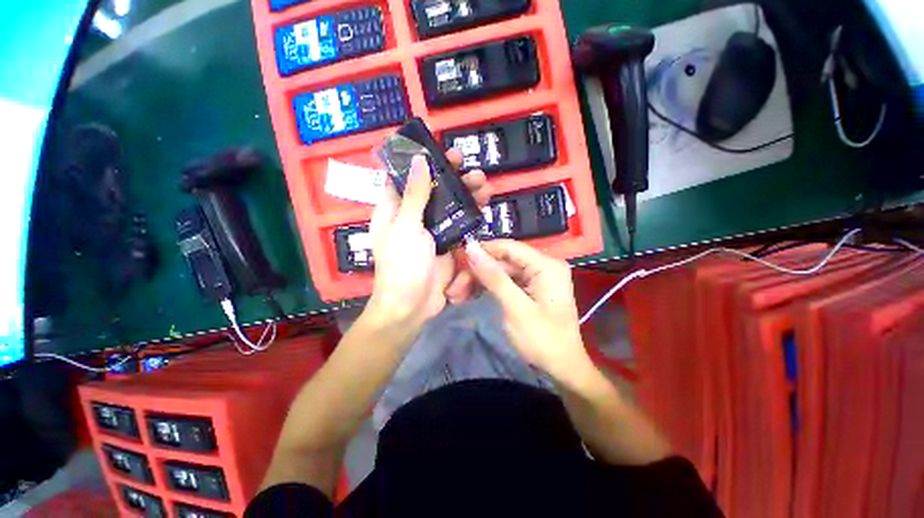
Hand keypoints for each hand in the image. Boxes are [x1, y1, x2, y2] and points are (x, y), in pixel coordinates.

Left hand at [366, 150, 490, 329]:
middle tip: (466, 163)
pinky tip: (484, 203)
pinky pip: (460, 223)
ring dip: (464, 193)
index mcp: (393, 210)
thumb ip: (415, 195)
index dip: (418, 162)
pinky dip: (471, 213)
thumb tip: (418, 160)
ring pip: (449, 205)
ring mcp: (431, 230)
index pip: (404, 178)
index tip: (436, 148)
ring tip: (482, 182)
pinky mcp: (447, 243)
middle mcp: (412, 217)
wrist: (413, 304)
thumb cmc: (402, 264)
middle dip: (449, 175)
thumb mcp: (406, 226)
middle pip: (431, 189)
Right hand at [465, 239, 590, 378]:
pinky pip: (506, 281)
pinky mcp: (531, 288)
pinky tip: (471, 295)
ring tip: (457, 296)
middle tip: (453, 290)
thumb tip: (471, 248)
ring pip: (501, 271)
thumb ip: (493, 276)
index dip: (481, 251)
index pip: (508, 247)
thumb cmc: (542, 340)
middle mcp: (543, 265)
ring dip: (479, 281)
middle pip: (503, 260)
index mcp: (546, 265)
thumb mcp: (515, 308)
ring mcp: (537, 277)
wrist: (562, 369)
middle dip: (477, 272)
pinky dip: (489, 288)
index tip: (457, 261)